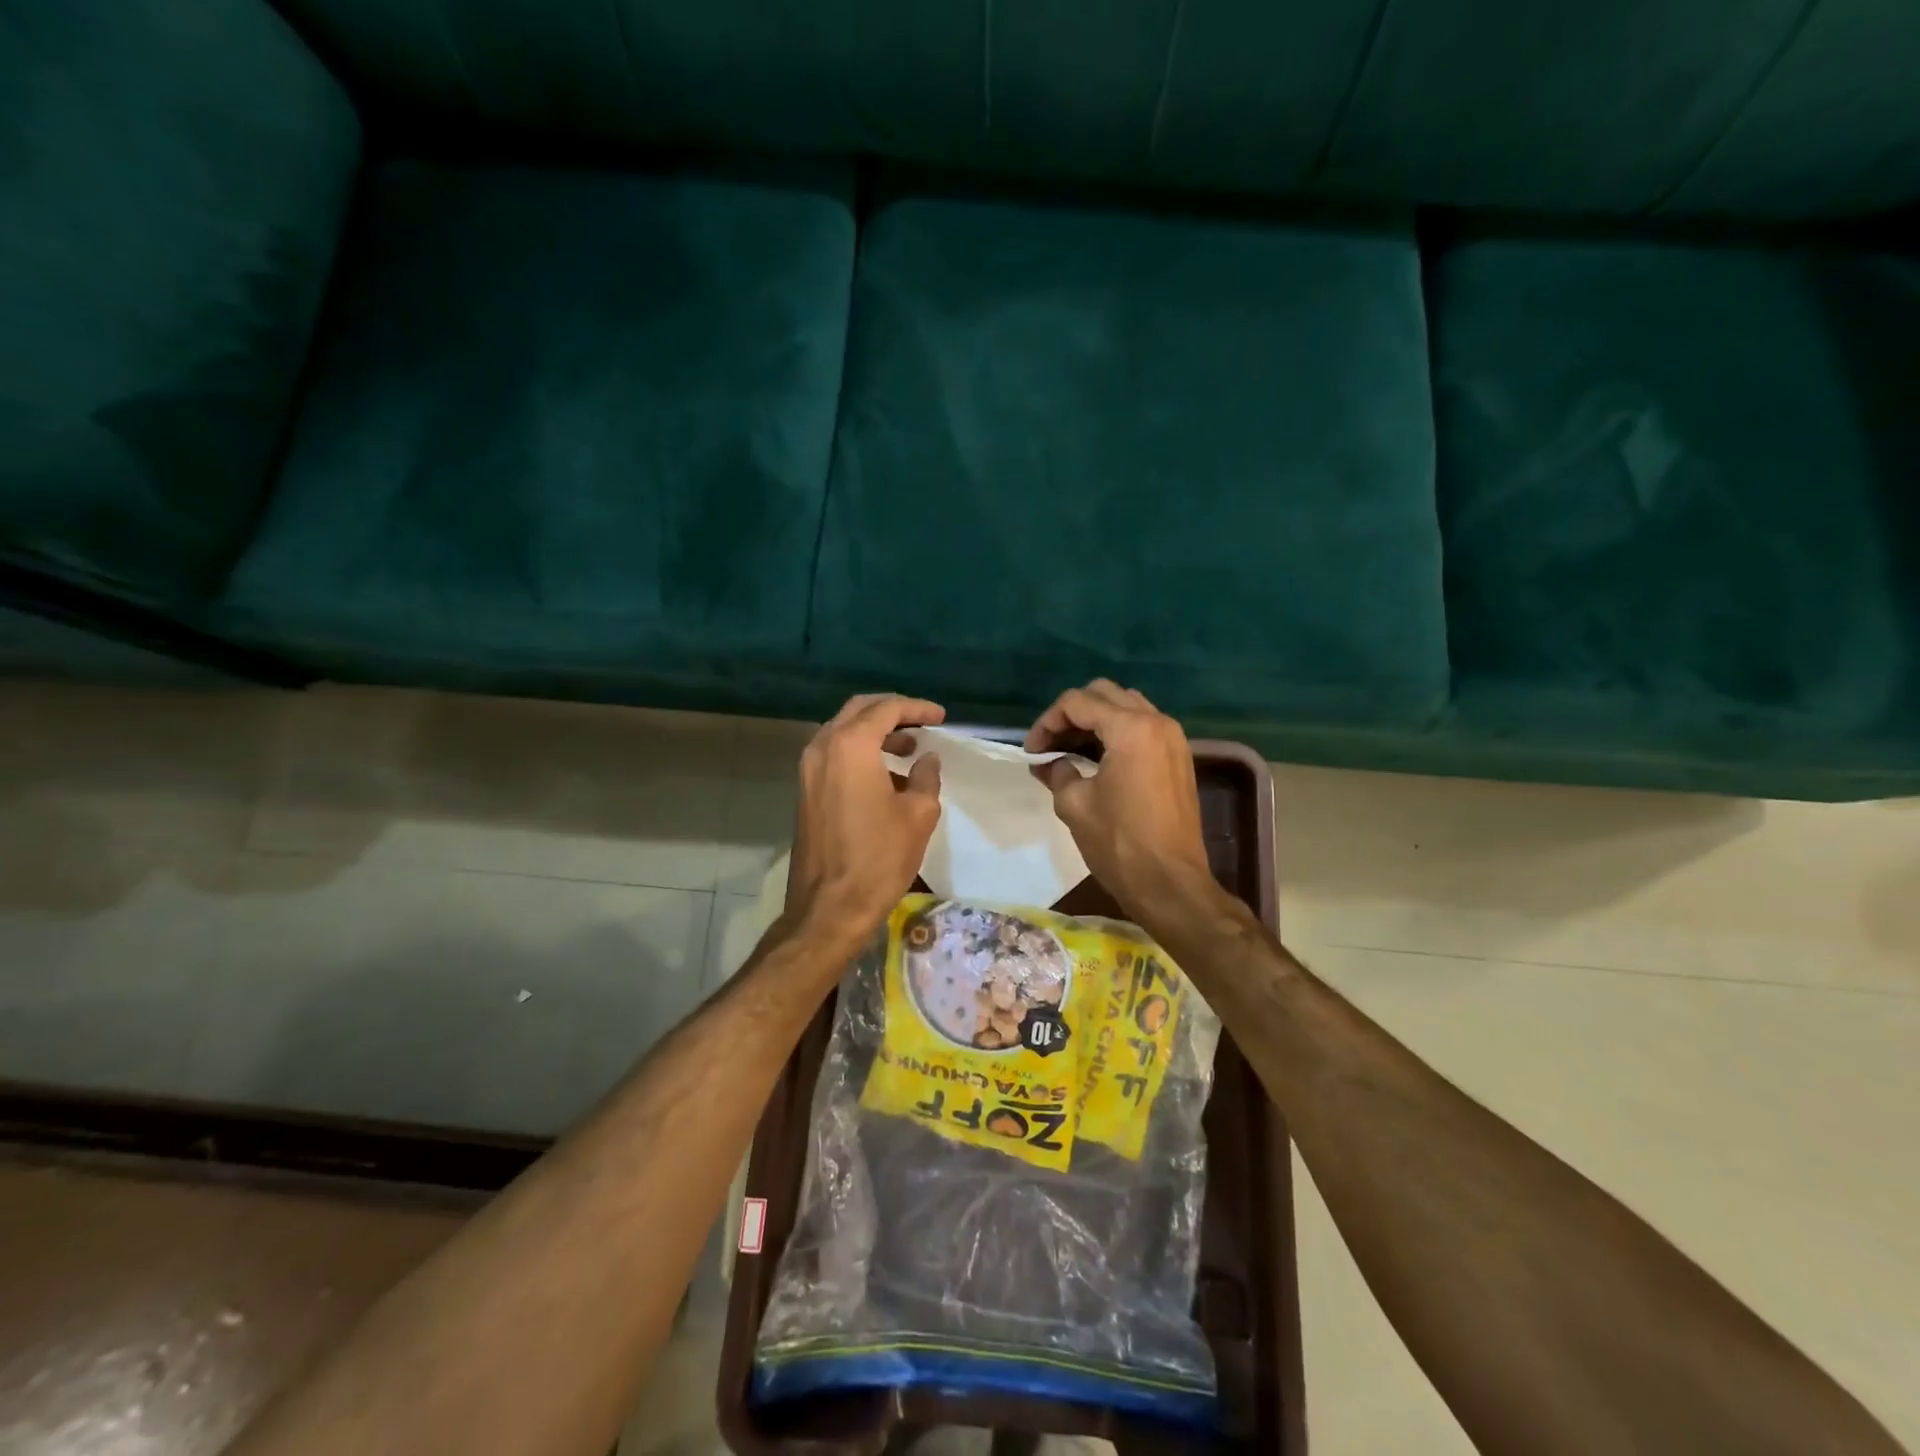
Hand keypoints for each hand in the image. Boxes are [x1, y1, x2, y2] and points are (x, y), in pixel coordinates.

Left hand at [785, 693, 945, 944]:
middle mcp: (823, 748)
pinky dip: (860, 753)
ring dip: (876, 734)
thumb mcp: (918, 815)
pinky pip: (834, 755)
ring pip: (843, 732)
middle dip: (892, 712)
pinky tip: (887, 776)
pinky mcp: (805, 792)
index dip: (917, 708)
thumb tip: (927, 759)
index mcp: (850, 746)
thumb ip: (926, 777)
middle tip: (922, 723)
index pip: (886, 709)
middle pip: (859, 711)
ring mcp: (808, 770)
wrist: (829, 907)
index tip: (941, 717)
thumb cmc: (879, 858)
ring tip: (909, 750)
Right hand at [1025, 680, 1218, 919]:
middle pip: (1104, 694)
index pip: (1077, 703)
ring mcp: (1173, 739)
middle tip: (1049, 744)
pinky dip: (1116, 732)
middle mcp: (1157, 722)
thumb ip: (1058, 772)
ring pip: (1126, 707)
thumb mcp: (1074, 805)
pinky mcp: (1179, 757)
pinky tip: (1096, 758)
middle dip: (1071, 714)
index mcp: (1131, 729)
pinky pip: (1142, 727)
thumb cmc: (1118, 843)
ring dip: (1095, 720)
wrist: (1170, 883)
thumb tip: (1049, 764)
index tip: (1031, 751)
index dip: (1047, 722)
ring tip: (1069, 749)